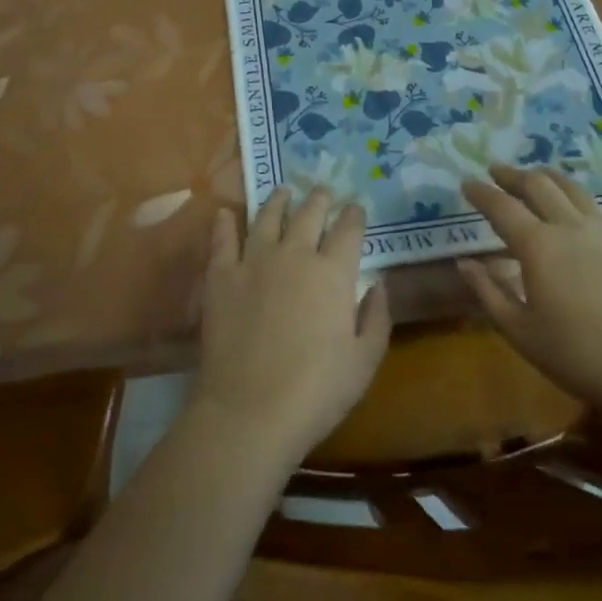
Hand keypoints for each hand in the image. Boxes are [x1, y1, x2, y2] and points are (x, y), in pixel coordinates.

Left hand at [193, 188, 390, 468]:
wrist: (249, 410)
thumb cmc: (316, 392)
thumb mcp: (364, 362)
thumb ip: (377, 318)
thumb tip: (380, 284)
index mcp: (333, 273)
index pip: (349, 230)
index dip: (354, 215)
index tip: (356, 206)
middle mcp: (295, 254)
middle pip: (309, 214)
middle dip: (320, 199)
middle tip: (323, 190)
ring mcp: (254, 261)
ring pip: (268, 217)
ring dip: (278, 200)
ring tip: (283, 190)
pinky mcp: (221, 275)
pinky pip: (223, 239)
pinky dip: (225, 223)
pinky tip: (225, 213)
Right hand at [459, 165, 601, 417]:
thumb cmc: (577, 355)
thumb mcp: (520, 331)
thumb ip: (488, 293)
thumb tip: (464, 263)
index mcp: (537, 245)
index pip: (501, 207)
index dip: (481, 193)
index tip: (467, 184)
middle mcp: (570, 226)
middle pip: (538, 185)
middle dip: (513, 175)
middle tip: (498, 171)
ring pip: (575, 189)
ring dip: (552, 178)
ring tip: (541, 175)